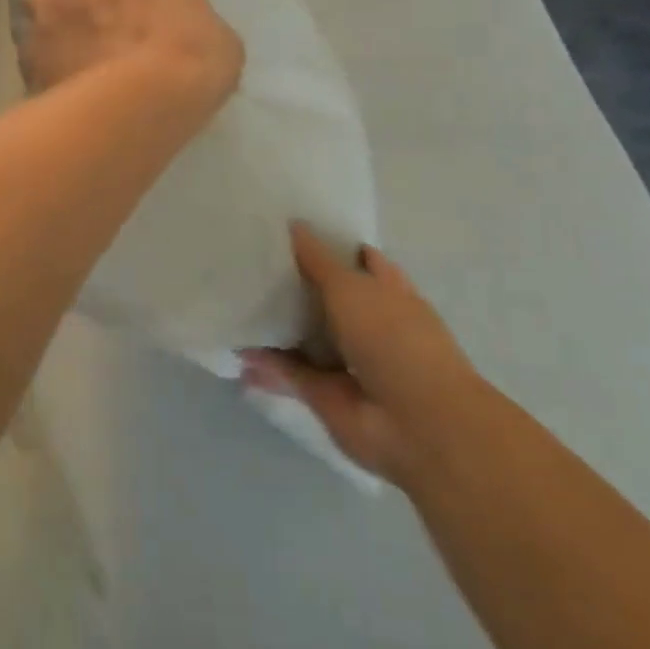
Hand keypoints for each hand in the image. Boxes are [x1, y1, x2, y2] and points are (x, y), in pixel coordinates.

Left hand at [16, 0, 243, 115]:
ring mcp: (50, 6)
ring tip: (55, 26)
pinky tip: (50, 68)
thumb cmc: (193, 63)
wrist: (139, 104)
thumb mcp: (218, 39)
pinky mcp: (29, 48)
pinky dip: (37, 50)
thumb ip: (197, 22)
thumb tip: (193, 35)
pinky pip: (25, 41)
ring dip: (42, 2)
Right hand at [241, 224, 483, 488]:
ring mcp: (346, 361)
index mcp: (385, 291)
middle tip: (250, 262)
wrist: (415, 423)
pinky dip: (262, 364)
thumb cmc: (392, 337)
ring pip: (303, 336)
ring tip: (234, 298)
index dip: (327, 246)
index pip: (354, 259)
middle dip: (293, 286)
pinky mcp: (323, 394)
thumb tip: (293, 225)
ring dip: (274, 325)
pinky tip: (235, 346)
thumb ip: (317, 260)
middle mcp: (366, 324)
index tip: (288, 230)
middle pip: (324, 299)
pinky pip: (286, 372)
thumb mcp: (350, 286)